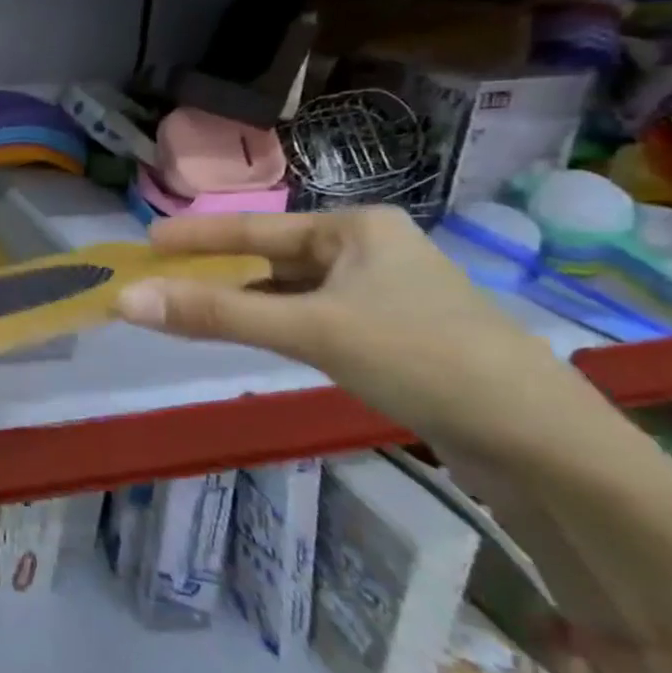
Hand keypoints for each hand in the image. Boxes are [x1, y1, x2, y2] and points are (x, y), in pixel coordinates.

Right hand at [113, 208, 605, 460]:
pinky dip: (276, 325)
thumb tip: (126, 299)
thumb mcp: (311, 330)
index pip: (256, 228)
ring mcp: (385, 296)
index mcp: (357, 228)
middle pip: (272, 259)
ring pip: (293, 292)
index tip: (147, 240)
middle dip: (217, 271)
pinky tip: (252, 337)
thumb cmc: (422, 358)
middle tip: (160, 279)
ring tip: (190, 308)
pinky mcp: (394, 338)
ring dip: (244, 302)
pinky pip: (314, 319)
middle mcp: (370, 251)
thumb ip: (216, 315)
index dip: (197, 234)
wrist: (545, 444)